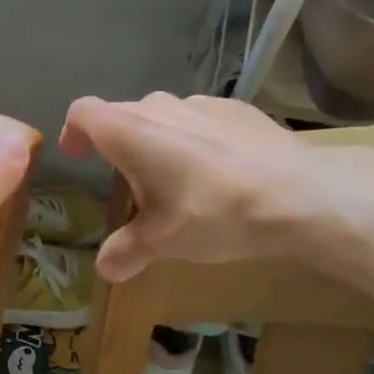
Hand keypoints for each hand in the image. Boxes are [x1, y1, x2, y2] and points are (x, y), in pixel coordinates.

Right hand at [60, 93, 373, 280]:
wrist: (301, 194)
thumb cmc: (214, 212)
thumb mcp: (163, 240)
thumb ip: (127, 250)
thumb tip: (104, 270)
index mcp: (128, 131)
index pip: (82, 112)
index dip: (73, 132)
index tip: (77, 157)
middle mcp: (157, 107)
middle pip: (122, 116)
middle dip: (118, 146)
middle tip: (130, 186)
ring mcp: (200, 104)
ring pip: (163, 117)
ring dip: (157, 141)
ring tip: (177, 181)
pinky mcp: (237, 109)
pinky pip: (201, 120)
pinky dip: (196, 140)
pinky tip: (221, 173)